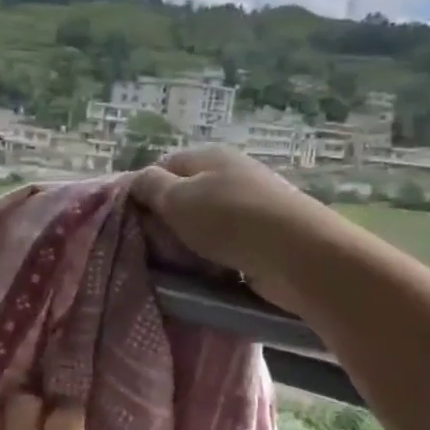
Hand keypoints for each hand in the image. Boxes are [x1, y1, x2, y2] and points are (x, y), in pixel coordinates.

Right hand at [132, 146, 320, 313]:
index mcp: (208, 155)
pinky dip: (213, 257)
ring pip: (204, 222)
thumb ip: (150, 186)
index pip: (163, 165)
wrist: (297, 255)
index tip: (131, 220)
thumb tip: (137, 180)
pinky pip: (226, 243)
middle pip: (184, 194)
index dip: (144, 190)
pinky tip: (207, 273)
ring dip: (189, 242)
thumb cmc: (229, 220)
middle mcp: (231, 173)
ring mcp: (250, 203)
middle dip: (166, 220)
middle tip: (151, 246)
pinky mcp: (264, 235)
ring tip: (177, 264)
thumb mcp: (177, 199)